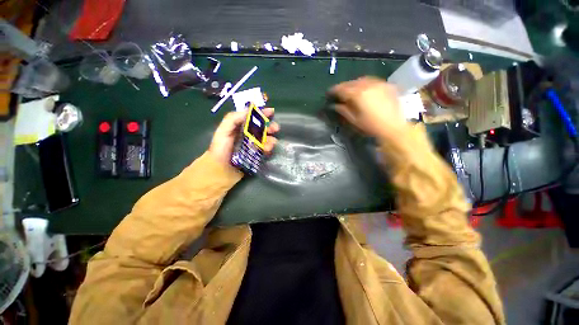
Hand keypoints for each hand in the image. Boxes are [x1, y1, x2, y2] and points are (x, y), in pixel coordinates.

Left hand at [208, 108, 279, 166]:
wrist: (220, 171)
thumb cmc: (220, 149)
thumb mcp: (223, 131)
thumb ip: (234, 119)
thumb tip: (250, 110)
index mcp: (240, 127)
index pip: (253, 117)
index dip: (262, 113)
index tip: (271, 112)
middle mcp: (248, 135)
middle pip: (262, 128)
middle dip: (270, 127)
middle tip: (275, 129)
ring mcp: (253, 146)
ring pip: (266, 139)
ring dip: (271, 139)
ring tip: (271, 143)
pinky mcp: (256, 155)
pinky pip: (265, 150)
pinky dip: (269, 148)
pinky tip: (268, 150)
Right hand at [328, 76, 406, 138]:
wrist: (393, 127)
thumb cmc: (371, 126)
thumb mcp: (354, 120)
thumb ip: (343, 110)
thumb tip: (334, 105)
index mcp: (358, 94)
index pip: (342, 89)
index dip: (334, 90)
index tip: (329, 93)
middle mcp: (368, 85)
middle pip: (352, 82)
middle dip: (343, 86)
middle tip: (338, 92)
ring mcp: (379, 83)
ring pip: (362, 79)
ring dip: (354, 83)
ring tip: (351, 90)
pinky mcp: (387, 85)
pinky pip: (373, 81)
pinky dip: (365, 83)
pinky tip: (364, 89)